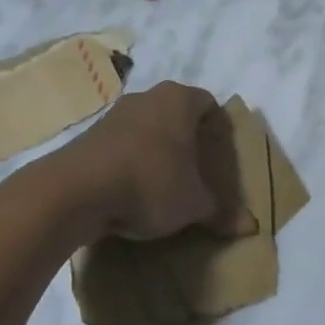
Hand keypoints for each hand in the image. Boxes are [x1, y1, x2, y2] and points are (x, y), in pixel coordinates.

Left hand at [54, 82, 247, 240]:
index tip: (220, 157)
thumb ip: (221, 212)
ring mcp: (113, 114)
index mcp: (180, 100)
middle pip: (176, 114)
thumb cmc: (150, 183)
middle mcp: (147, 97)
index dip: (218, 130)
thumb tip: (249, 227)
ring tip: (163, 185)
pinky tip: (131, 191)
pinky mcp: (87, 136)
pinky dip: (129, 163)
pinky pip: (120, 145)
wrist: (75, 192)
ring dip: (156, 151)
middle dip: (187, 141)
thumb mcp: (194, 203)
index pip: (209, 104)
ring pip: (147, 128)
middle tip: (196, 172)